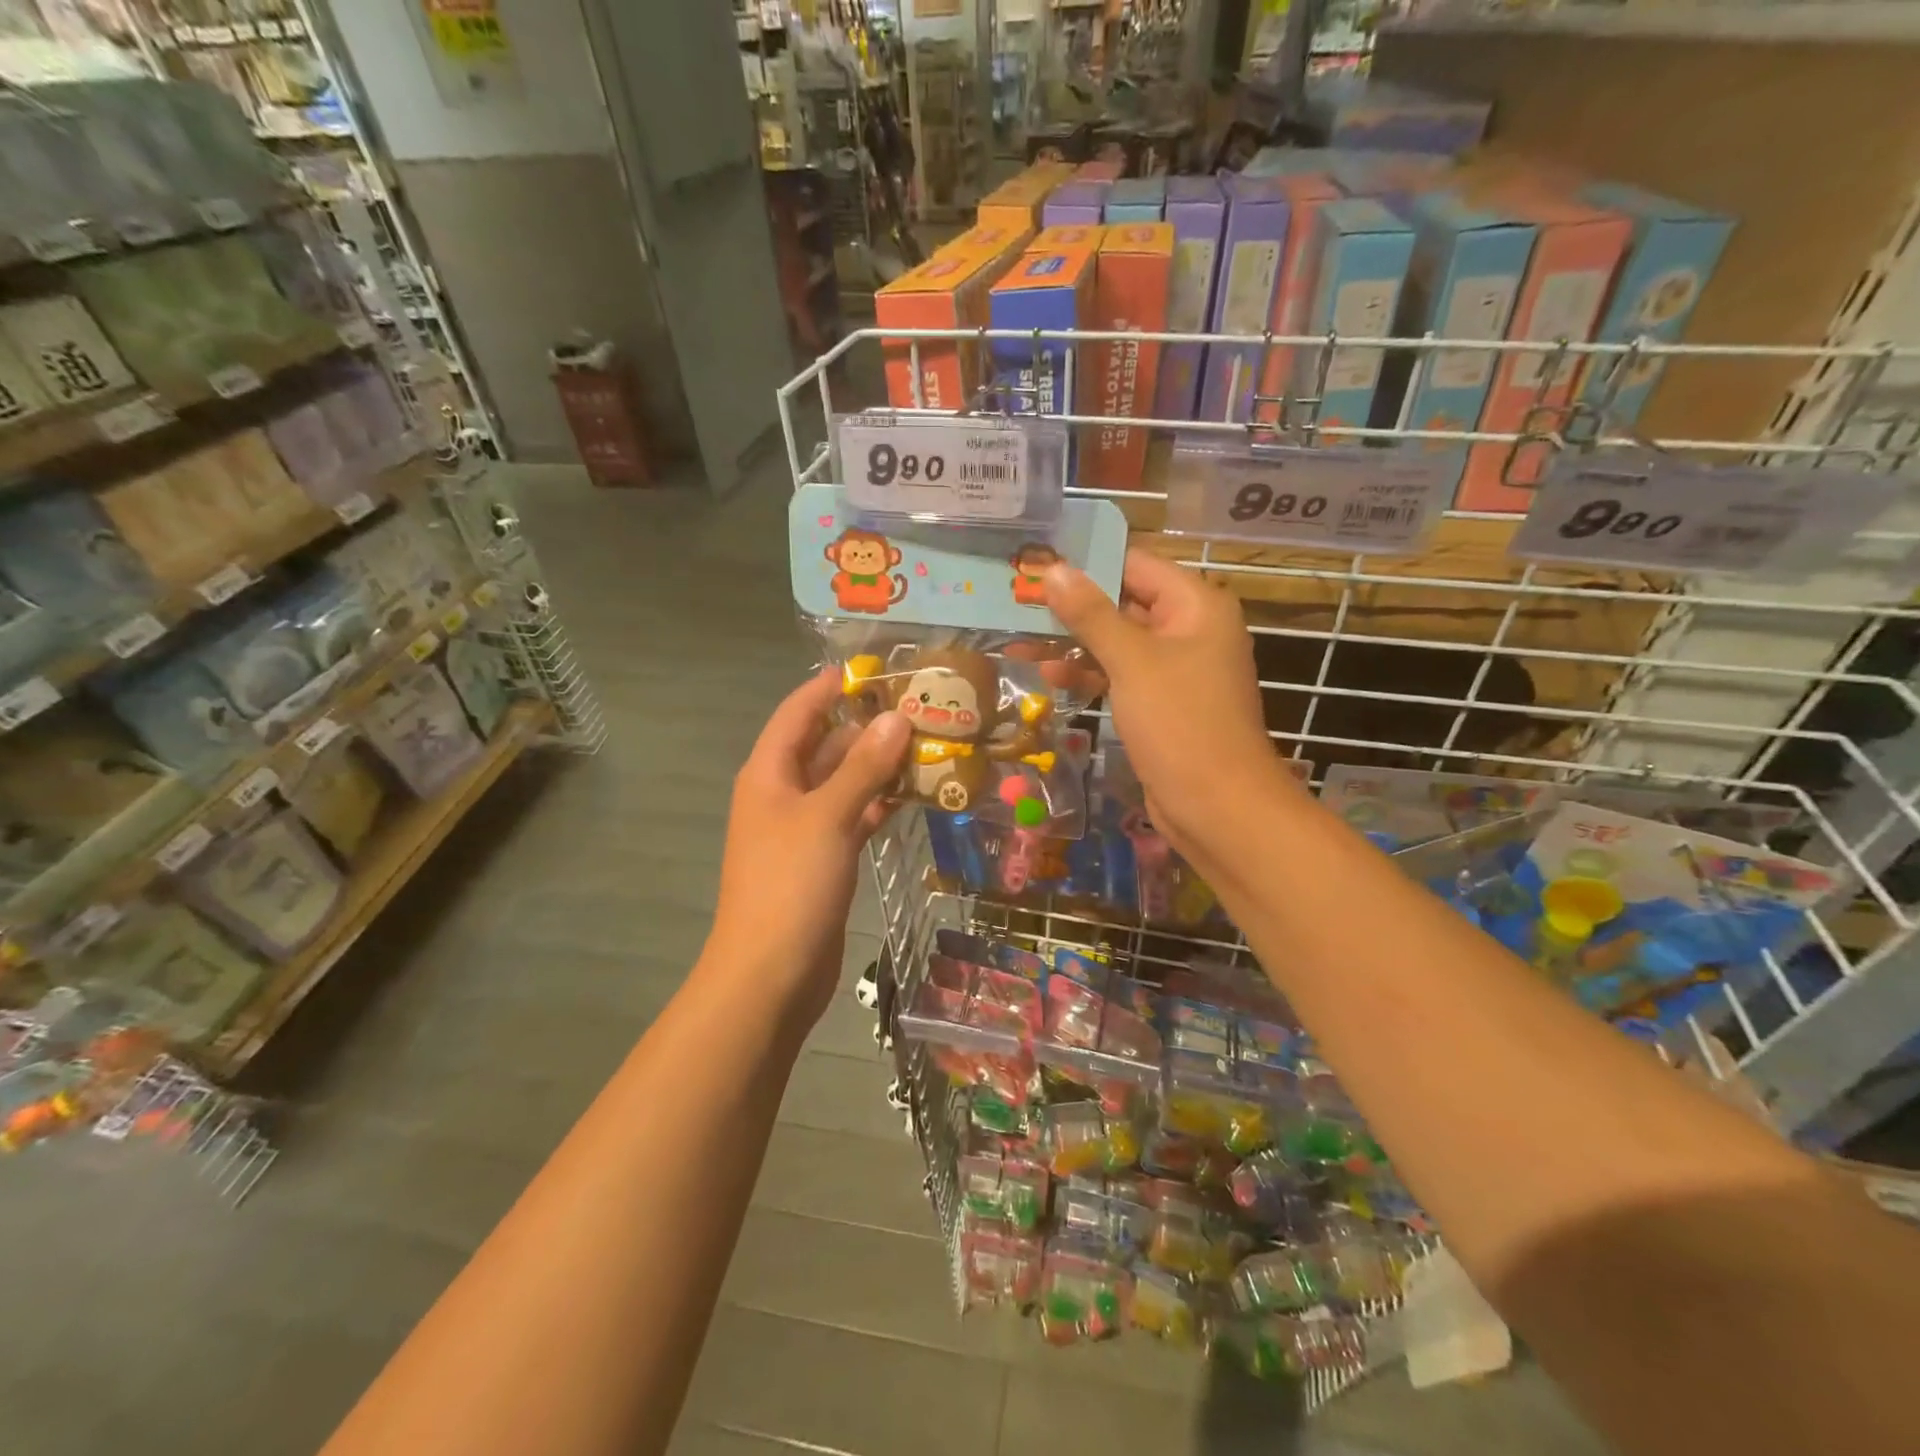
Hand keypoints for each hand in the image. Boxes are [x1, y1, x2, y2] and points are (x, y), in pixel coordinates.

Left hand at [701, 671, 908, 1034]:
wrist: (771, 973)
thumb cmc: (791, 884)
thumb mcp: (828, 817)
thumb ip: (863, 767)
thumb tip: (896, 718)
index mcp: (770, 773)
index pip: (799, 712)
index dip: (830, 686)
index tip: (875, 668)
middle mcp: (785, 793)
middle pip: (826, 745)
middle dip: (868, 727)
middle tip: (922, 709)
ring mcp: (805, 828)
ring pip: (845, 782)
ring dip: (880, 766)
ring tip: (930, 744)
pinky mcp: (826, 858)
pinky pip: (855, 816)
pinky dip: (881, 804)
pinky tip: (916, 794)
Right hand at [1044, 551, 1295, 856]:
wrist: (1216, 806)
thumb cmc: (1180, 722)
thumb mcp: (1132, 661)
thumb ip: (1091, 614)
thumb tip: (1053, 570)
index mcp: (1195, 605)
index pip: (1135, 564)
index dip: (1086, 561)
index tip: (1035, 560)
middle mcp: (1188, 628)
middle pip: (1123, 601)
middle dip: (1072, 603)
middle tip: (1016, 597)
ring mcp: (1175, 668)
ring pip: (1117, 640)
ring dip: (1073, 641)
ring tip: (1019, 636)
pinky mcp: (1161, 701)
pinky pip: (1121, 673)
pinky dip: (1089, 671)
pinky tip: (1048, 673)